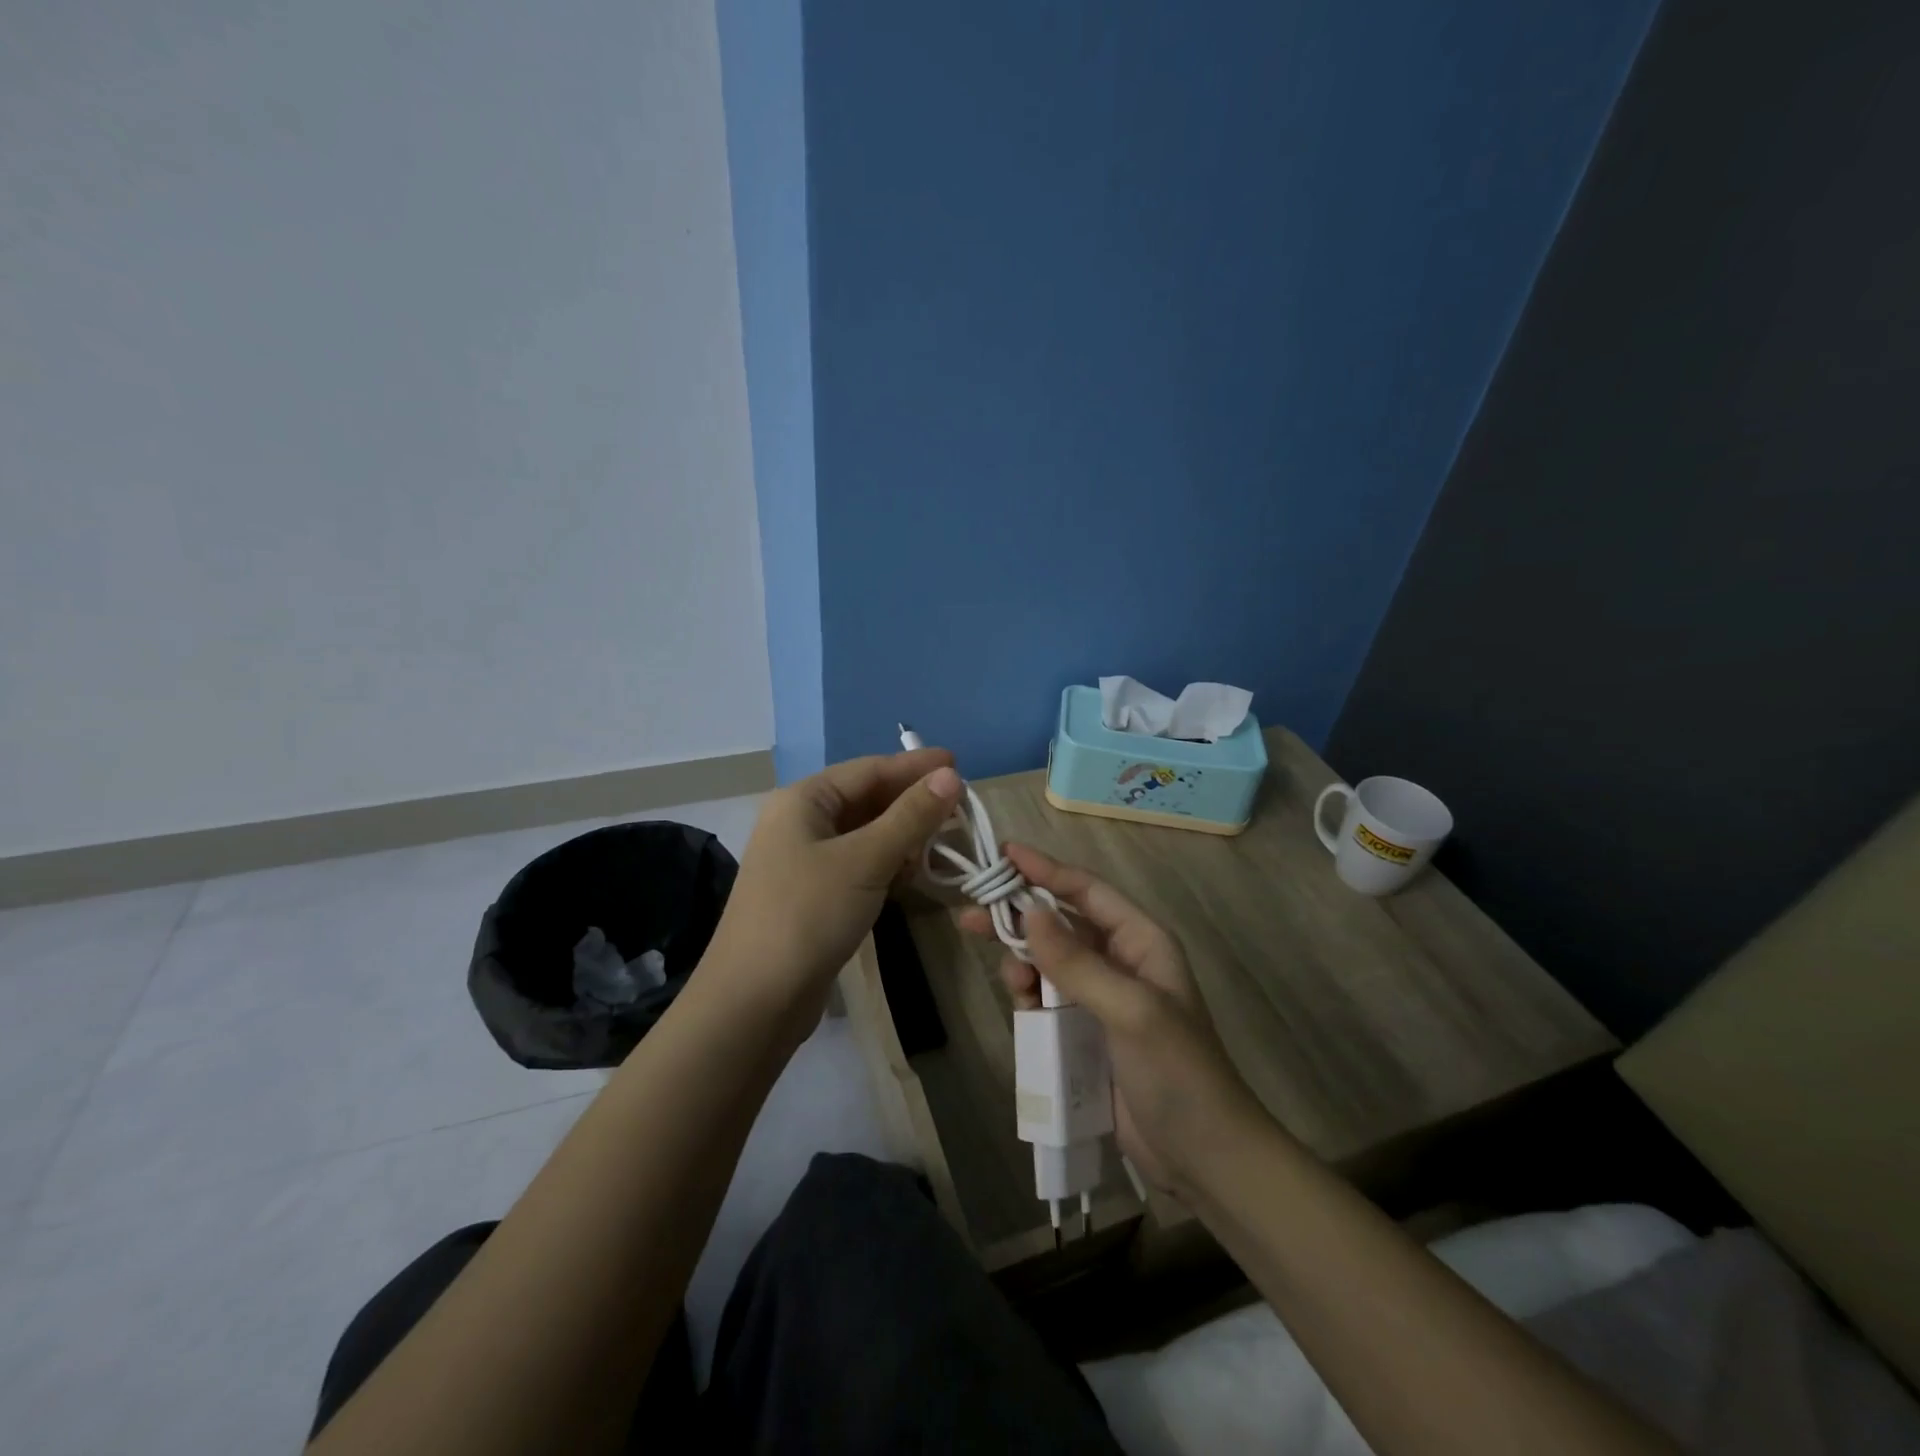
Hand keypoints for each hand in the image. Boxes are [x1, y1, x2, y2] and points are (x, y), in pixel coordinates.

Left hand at [702, 749, 960, 1039]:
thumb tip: (951, 775)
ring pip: (865, 833)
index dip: (916, 766)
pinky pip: (859, 863)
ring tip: (947, 839)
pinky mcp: (813, 894)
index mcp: (803, 800)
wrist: (754, 1001)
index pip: (869, 769)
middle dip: (913, 802)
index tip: (960, 764)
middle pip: (867, 799)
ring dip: (904, 834)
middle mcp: (800, 822)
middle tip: (961, 807)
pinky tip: (915, 872)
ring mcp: (804, 860)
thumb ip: (910, 816)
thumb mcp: (865, 860)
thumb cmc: (808, 916)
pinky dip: (889, 862)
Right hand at [958, 843, 1264, 1196]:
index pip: (1087, 891)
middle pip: (1060, 923)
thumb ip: (1076, 962)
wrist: (1203, 1156)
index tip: (1003, 855)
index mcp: (1141, 940)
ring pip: (1049, 961)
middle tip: (971, 915)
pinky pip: (1047, 998)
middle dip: (1020, 916)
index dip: (1045, 870)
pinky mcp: (1085, 1031)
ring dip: (1023, 961)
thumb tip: (1028, 912)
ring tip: (1010, 979)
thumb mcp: (1130, 1010)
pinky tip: (1020, 1005)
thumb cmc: (1177, 1072)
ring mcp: (1101, 997)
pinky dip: (1029, 995)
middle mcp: (1120, 960)